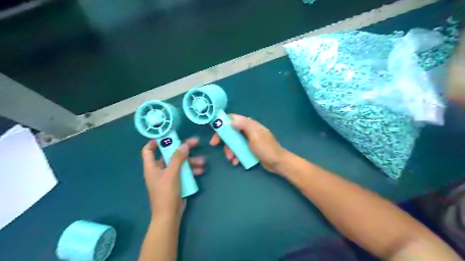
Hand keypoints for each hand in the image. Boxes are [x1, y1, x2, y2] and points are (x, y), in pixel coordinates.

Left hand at [140, 137, 203, 221]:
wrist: (169, 215)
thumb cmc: (166, 193)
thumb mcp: (172, 174)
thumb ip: (178, 158)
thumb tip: (184, 145)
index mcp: (152, 166)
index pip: (148, 150)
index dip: (155, 142)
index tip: (168, 136)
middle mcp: (159, 169)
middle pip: (170, 154)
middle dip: (183, 149)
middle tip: (195, 143)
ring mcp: (168, 176)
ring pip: (180, 163)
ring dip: (191, 161)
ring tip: (203, 161)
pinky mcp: (176, 182)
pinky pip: (184, 172)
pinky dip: (191, 170)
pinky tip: (201, 171)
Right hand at [211, 113, 289, 172]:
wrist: (277, 162)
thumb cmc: (266, 148)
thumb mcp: (255, 136)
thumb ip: (244, 126)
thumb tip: (231, 121)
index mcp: (250, 124)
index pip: (233, 118)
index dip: (222, 123)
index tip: (215, 130)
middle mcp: (248, 130)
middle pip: (231, 131)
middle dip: (224, 139)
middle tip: (215, 145)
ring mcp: (248, 140)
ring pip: (233, 142)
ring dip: (229, 150)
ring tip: (231, 159)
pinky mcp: (249, 149)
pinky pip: (238, 150)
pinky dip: (235, 155)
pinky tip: (236, 162)